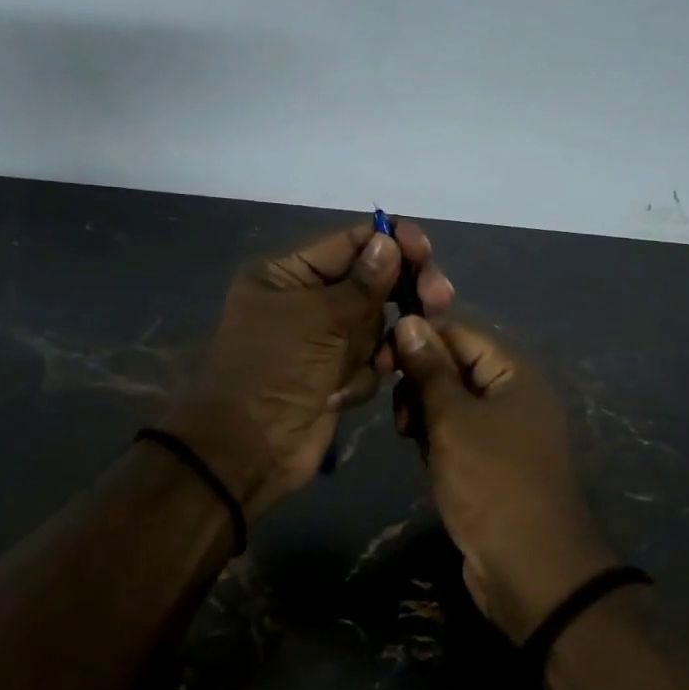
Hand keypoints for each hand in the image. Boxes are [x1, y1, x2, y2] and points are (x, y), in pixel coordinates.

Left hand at [167, 222, 452, 518]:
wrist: (250, 448)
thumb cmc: (276, 370)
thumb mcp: (320, 318)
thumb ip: (363, 282)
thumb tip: (389, 241)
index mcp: (288, 273)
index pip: (350, 243)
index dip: (390, 241)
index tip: (425, 251)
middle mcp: (305, 300)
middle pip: (371, 282)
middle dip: (400, 294)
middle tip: (438, 300)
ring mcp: (321, 340)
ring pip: (375, 325)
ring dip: (377, 345)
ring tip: (380, 362)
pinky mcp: (334, 375)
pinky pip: (368, 361)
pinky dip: (360, 377)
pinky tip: (341, 394)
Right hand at [392, 317, 615, 641]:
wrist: (530, 569)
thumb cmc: (491, 483)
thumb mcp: (453, 420)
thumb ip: (429, 370)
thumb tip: (409, 321)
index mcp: (514, 373)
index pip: (459, 334)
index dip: (419, 340)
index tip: (380, 360)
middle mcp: (513, 396)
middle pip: (454, 368)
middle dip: (419, 383)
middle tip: (401, 416)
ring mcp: (504, 433)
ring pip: (451, 405)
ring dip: (424, 415)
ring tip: (410, 439)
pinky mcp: (492, 465)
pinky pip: (457, 436)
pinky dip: (436, 442)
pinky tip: (424, 459)